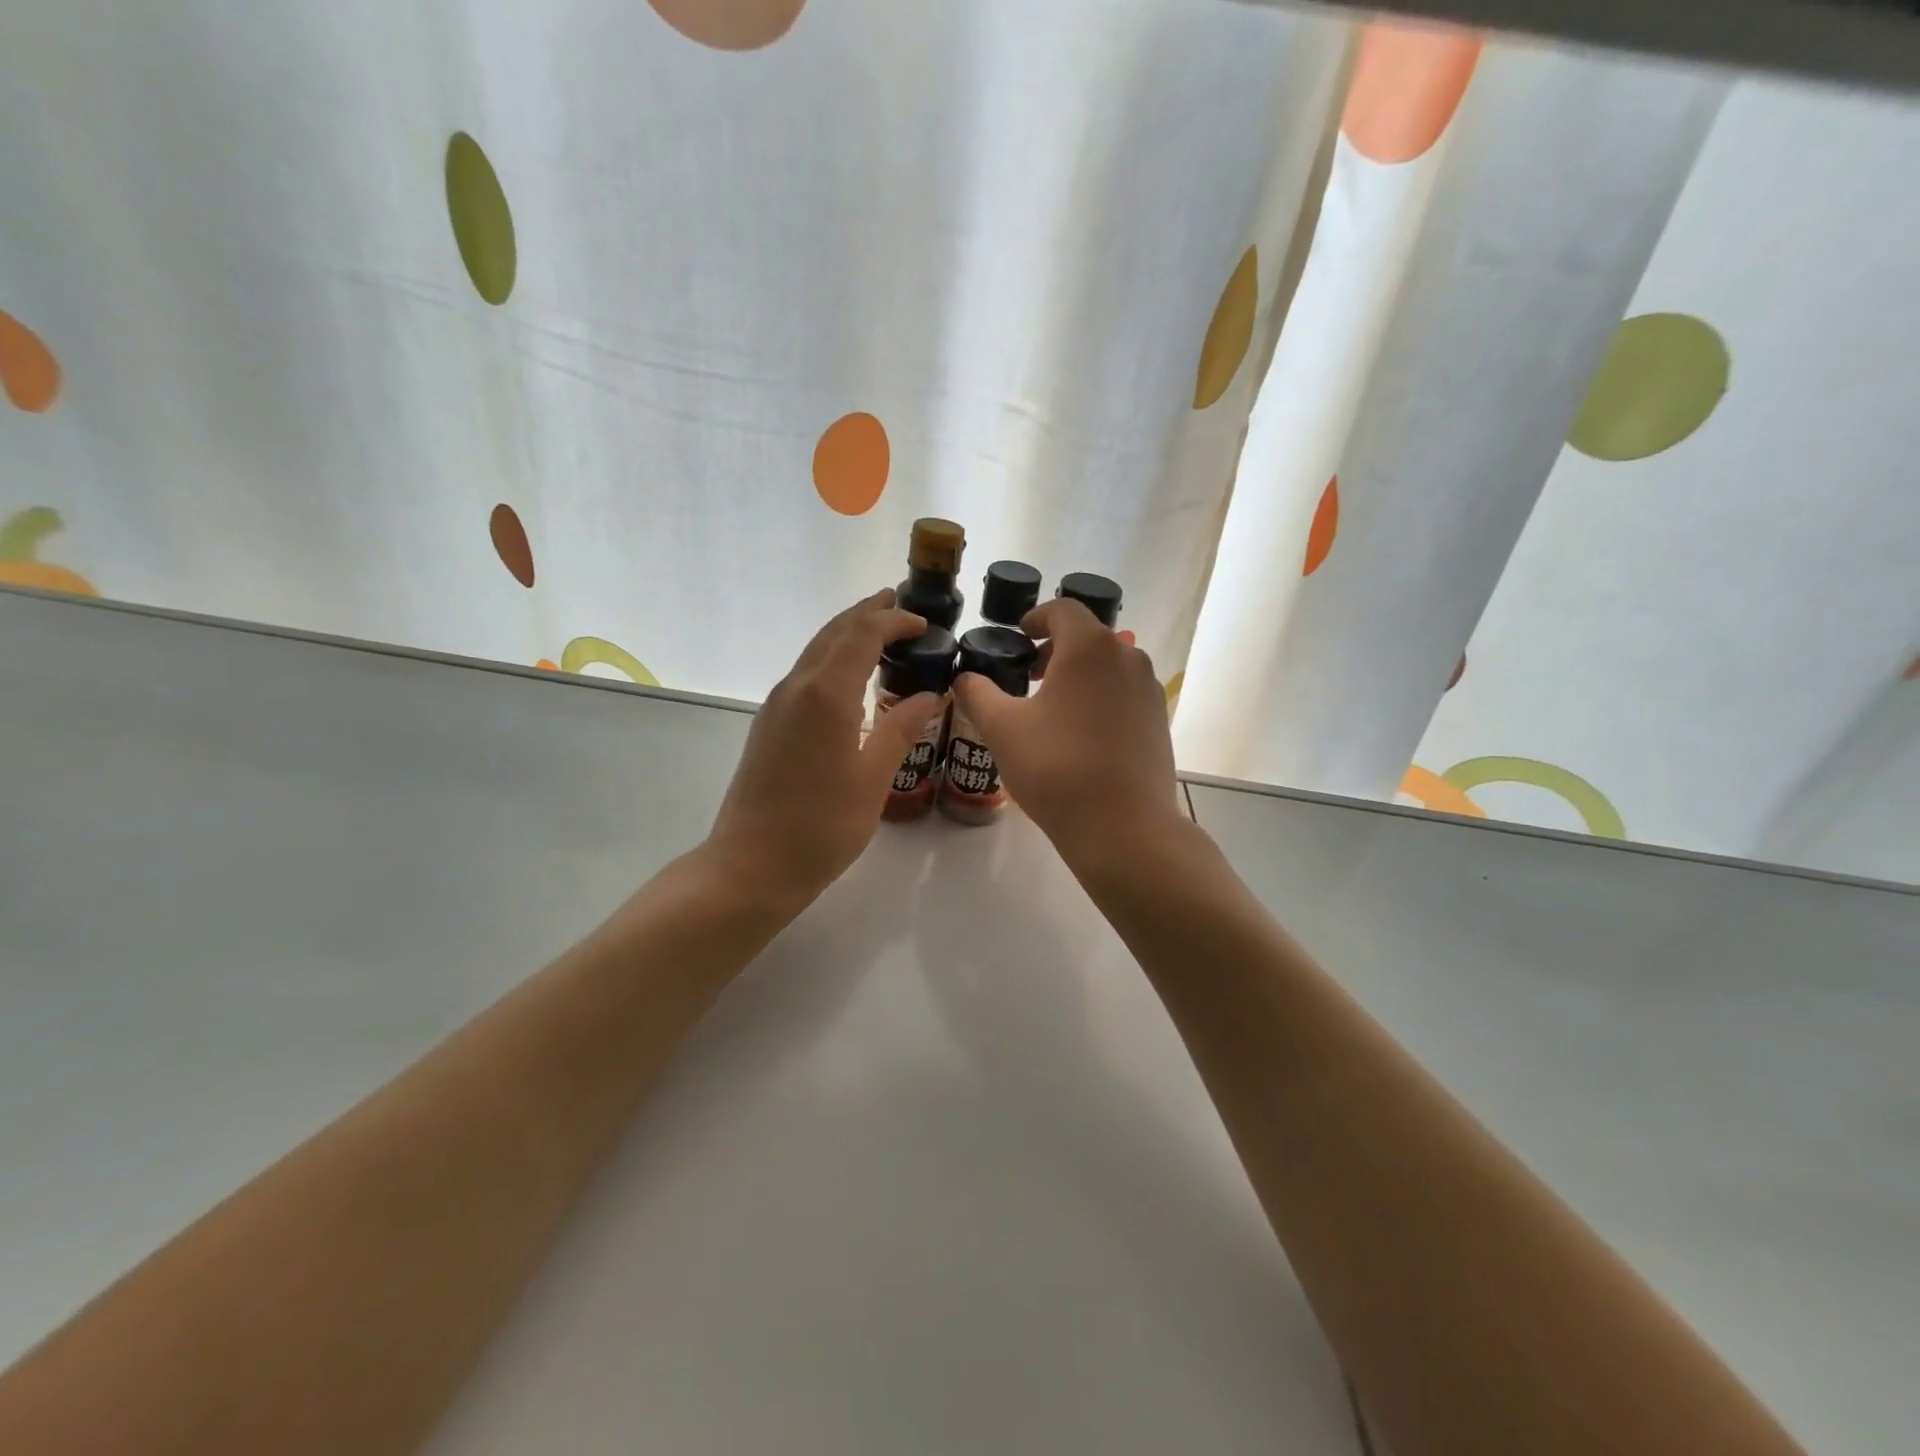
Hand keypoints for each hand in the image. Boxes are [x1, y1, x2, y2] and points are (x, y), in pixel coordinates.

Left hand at [702, 589, 942, 918]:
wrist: (751, 864)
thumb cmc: (821, 826)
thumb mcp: (873, 779)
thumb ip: (901, 729)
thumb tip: (929, 695)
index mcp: (827, 694)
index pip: (863, 634)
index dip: (894, 620)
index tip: (924, 623)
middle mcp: (797, 687)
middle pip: (834, 632)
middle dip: (868, 614)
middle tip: (901, 606)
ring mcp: (777, 705)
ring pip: (816, 651)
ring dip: (848, 635)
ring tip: (880, 633)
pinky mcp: (769, 724)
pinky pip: (805, 674)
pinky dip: (833, 660)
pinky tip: (850, 679)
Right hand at [951, 597, 1183, 863]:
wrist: (1123, 826)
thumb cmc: (1057, 768)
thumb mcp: (1002, 729)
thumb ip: (976, 694)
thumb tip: (963, 678)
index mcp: (1090, 647)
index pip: (1062, 610)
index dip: (1035, 617)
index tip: (1017, 636)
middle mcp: (1127, 657)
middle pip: (1087, 637)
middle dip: (1054, 649)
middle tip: (1027, 675)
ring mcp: (1148, 690)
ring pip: (1108, 666)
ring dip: (1078, 674)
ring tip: (1051, 707)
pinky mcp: (1159, 720)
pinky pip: (1124, 693)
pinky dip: (1100, 697)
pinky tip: (1080, 735)